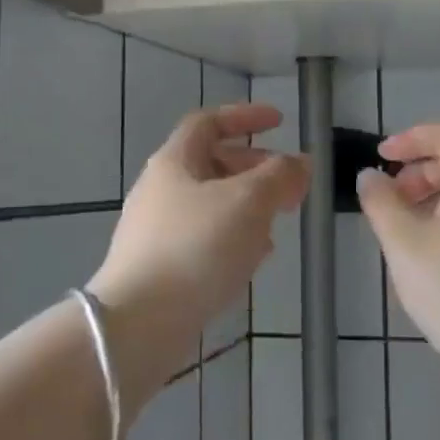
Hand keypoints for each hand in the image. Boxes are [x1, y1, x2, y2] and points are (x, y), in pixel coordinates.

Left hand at [89, 103, 308, 390]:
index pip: (208, 122)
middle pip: (212, 163)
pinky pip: (205, 237)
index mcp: (174, 162)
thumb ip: (280, 176)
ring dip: (249, 204)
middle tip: (290, 183)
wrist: (139, 323)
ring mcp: (157, 231)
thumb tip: (301, 163)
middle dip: (256, 167)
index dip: (245, 116)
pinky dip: (234, 235)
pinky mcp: (161, 267)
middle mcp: (161, 190)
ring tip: (279, 221)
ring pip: (212, 203)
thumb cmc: (196, 247)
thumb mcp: (248, 201)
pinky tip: (255, 257)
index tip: (280, 123)